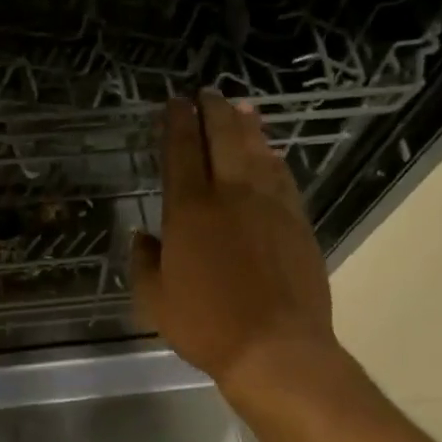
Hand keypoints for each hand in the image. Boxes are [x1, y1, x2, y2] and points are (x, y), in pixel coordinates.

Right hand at [131, 92, 346, 404]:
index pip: (180, 153)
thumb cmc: (206, 325)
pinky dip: (273, 159)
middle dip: (214, 112)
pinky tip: (271, 153)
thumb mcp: (155, 300)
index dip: (176, 124)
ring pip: (258, 152)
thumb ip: (145, 262)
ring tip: (242, 108)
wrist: (275, 347)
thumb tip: (143, 236)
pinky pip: (283, 178)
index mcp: (189, 211)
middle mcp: (230, 196)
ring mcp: (270, 205)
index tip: (175, 103)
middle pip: (223, 139)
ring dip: (247, 126)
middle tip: (208, 93)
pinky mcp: (298, 222)